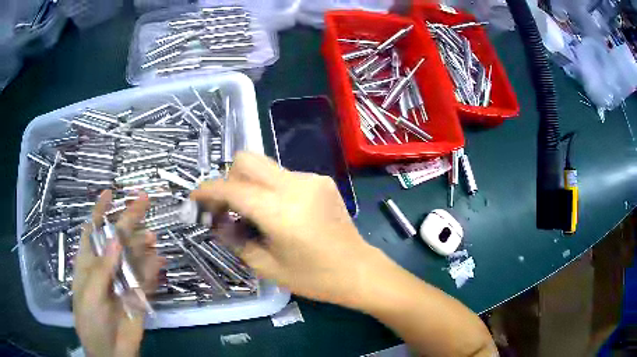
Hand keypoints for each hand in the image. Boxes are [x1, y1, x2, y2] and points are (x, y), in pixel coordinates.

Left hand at [72, 191, 163, 356]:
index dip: (100, 211)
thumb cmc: (90, 321)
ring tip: (152, 237)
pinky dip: (154, 268)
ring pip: (134, 256)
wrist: (110, 352)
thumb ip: (102, 269)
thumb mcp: (90, 295)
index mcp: (89, 263)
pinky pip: (147, 278)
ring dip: (142, 244)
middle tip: (144, 200)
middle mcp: (106, 267)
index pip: (92, 230)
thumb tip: (115, 240)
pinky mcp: (138, 295)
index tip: (110, 192)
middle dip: (128, 219)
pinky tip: (160, 260)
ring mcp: (123, 280)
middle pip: (117, 238)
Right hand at [191, 152, 378, 306]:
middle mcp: (295, 185)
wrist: (358, 270)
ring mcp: (311, 179)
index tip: (194, 200)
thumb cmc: (314, 278)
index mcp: (280, 211)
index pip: (232, 188)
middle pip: (247, 160)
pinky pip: (282, 175)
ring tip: (251, 213)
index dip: (207, 191)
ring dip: (249, 184)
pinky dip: (269, 188)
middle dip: (228, 180)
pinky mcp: (321, 180)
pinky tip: (278, 212)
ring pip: (264, 166)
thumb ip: (234, 239)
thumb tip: (215, 220)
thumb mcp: (266, 266)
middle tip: (226, 208)